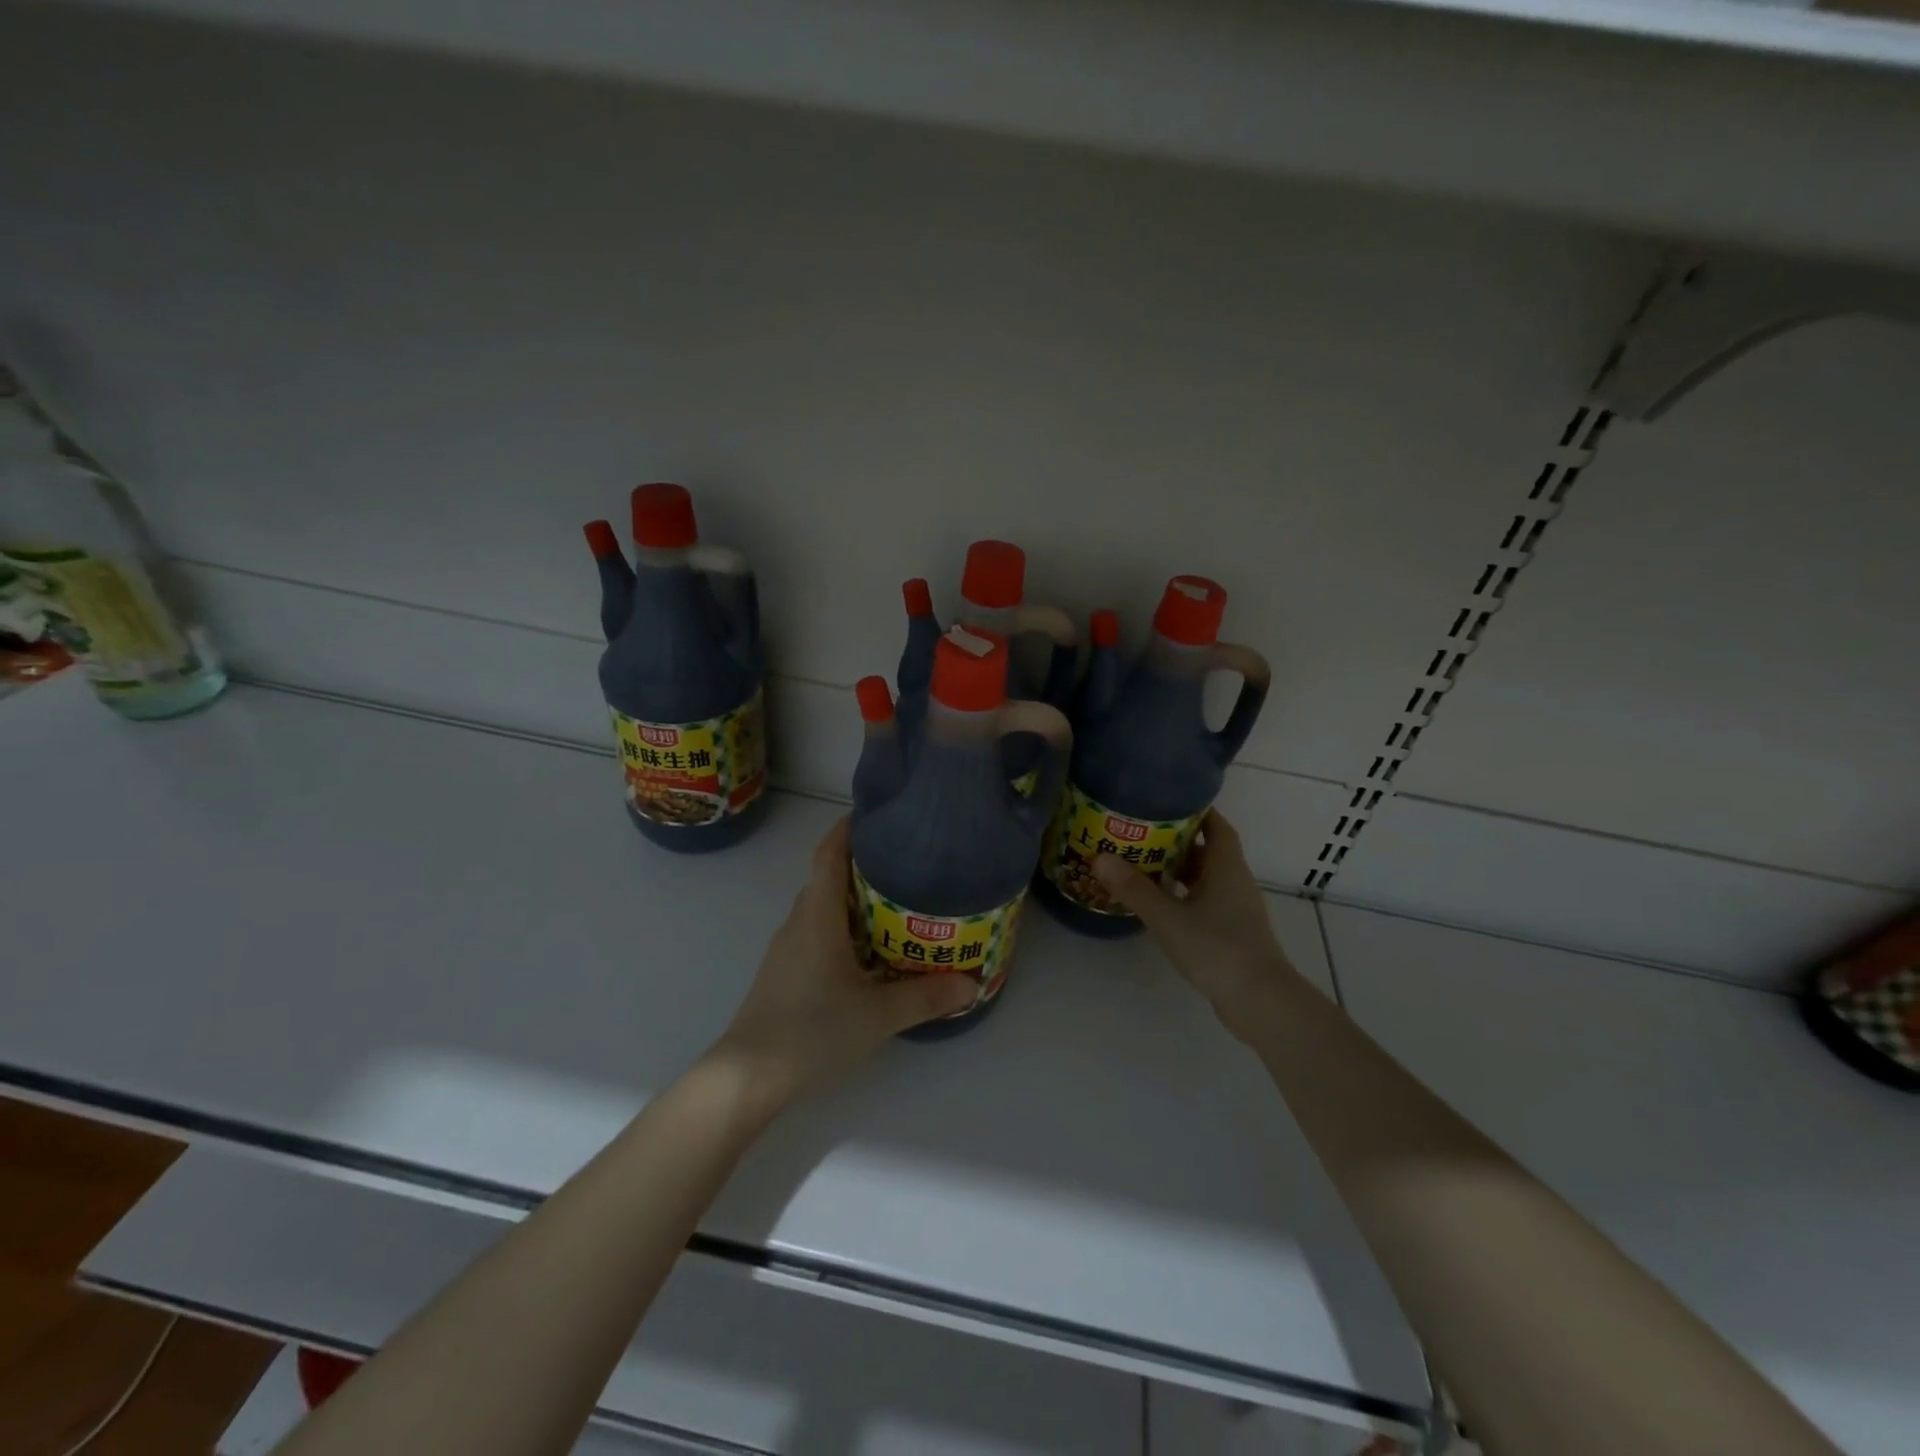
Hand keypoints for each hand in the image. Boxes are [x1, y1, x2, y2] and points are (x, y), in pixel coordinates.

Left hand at [709, 818, 975, 1109]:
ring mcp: (787, 947)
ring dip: (853, 900)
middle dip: (862, 865)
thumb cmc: (812, 1029)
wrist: (748, 1075)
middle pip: (828, 877)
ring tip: (896, 905)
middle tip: (906, 865)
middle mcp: (799, 921)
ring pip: (822, 908)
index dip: (848, 829)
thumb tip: (972, 983)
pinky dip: (842, 928)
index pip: (829, 853)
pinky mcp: (784, 971)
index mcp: (818, 914)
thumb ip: (925, 996)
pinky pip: (816, 932)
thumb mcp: (878, 1014)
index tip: (876, 816)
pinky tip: (867, 952)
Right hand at [1094, 810, 1301, 1042]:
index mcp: (1226, 867)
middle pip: (1207, 850)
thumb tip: (1099, 857)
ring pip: (1205, 878)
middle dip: (1176, 840)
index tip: (1165, 800)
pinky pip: (1204, 901)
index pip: (1216, 825)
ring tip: (1141, 864)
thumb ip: (1134, 888)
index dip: (1195, 810)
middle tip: (1140, 831)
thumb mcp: (1168, 917)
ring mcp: (1236, 909)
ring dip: (1178, 870)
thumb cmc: (1217, 948)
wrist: (1260, 1001)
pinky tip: (1159, 904)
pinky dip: (1182, 895)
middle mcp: (1234, 881)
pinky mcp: (1232, 932)